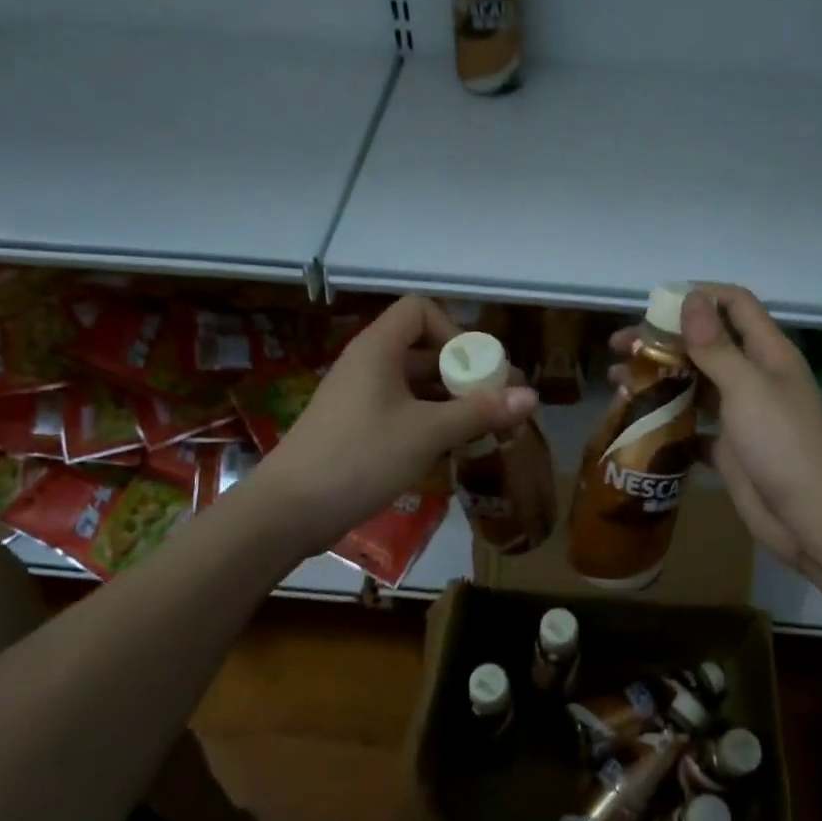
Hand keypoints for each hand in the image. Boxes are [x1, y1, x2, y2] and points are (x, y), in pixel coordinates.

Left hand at [249, 295, 536, 556]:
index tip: (477, 368)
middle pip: (424, 349)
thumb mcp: (427, 432)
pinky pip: (403, 411)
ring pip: (416, 385)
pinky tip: (453, 446)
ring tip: (488, 427)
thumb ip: (480, 411)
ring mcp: (360, 398)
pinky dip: (432, 420)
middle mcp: (368, 365)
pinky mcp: (357, 429)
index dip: (453, 331)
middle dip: (465, 372)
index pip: (420, 310)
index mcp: (378, 349)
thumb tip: (533, 396)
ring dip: (453, 400)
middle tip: (502, 402)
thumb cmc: (360, 457)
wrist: (289, 510)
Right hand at [612, 285, 821, 586]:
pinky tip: (637, 426)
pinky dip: (667, 425)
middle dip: (663, 341)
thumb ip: (716, 345)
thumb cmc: (784, 443)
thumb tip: (689, 297)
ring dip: (659, 380)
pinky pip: (692, 429)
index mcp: (767, 353)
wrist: (813, 518)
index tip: (652, 306)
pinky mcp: (728, 451)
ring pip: (694, 386)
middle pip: (705, 346)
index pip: (734, 306)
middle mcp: (753, 378)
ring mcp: (740, 416)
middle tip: (620, 349)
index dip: (698, 297)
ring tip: (618, 385)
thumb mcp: (748, 387)